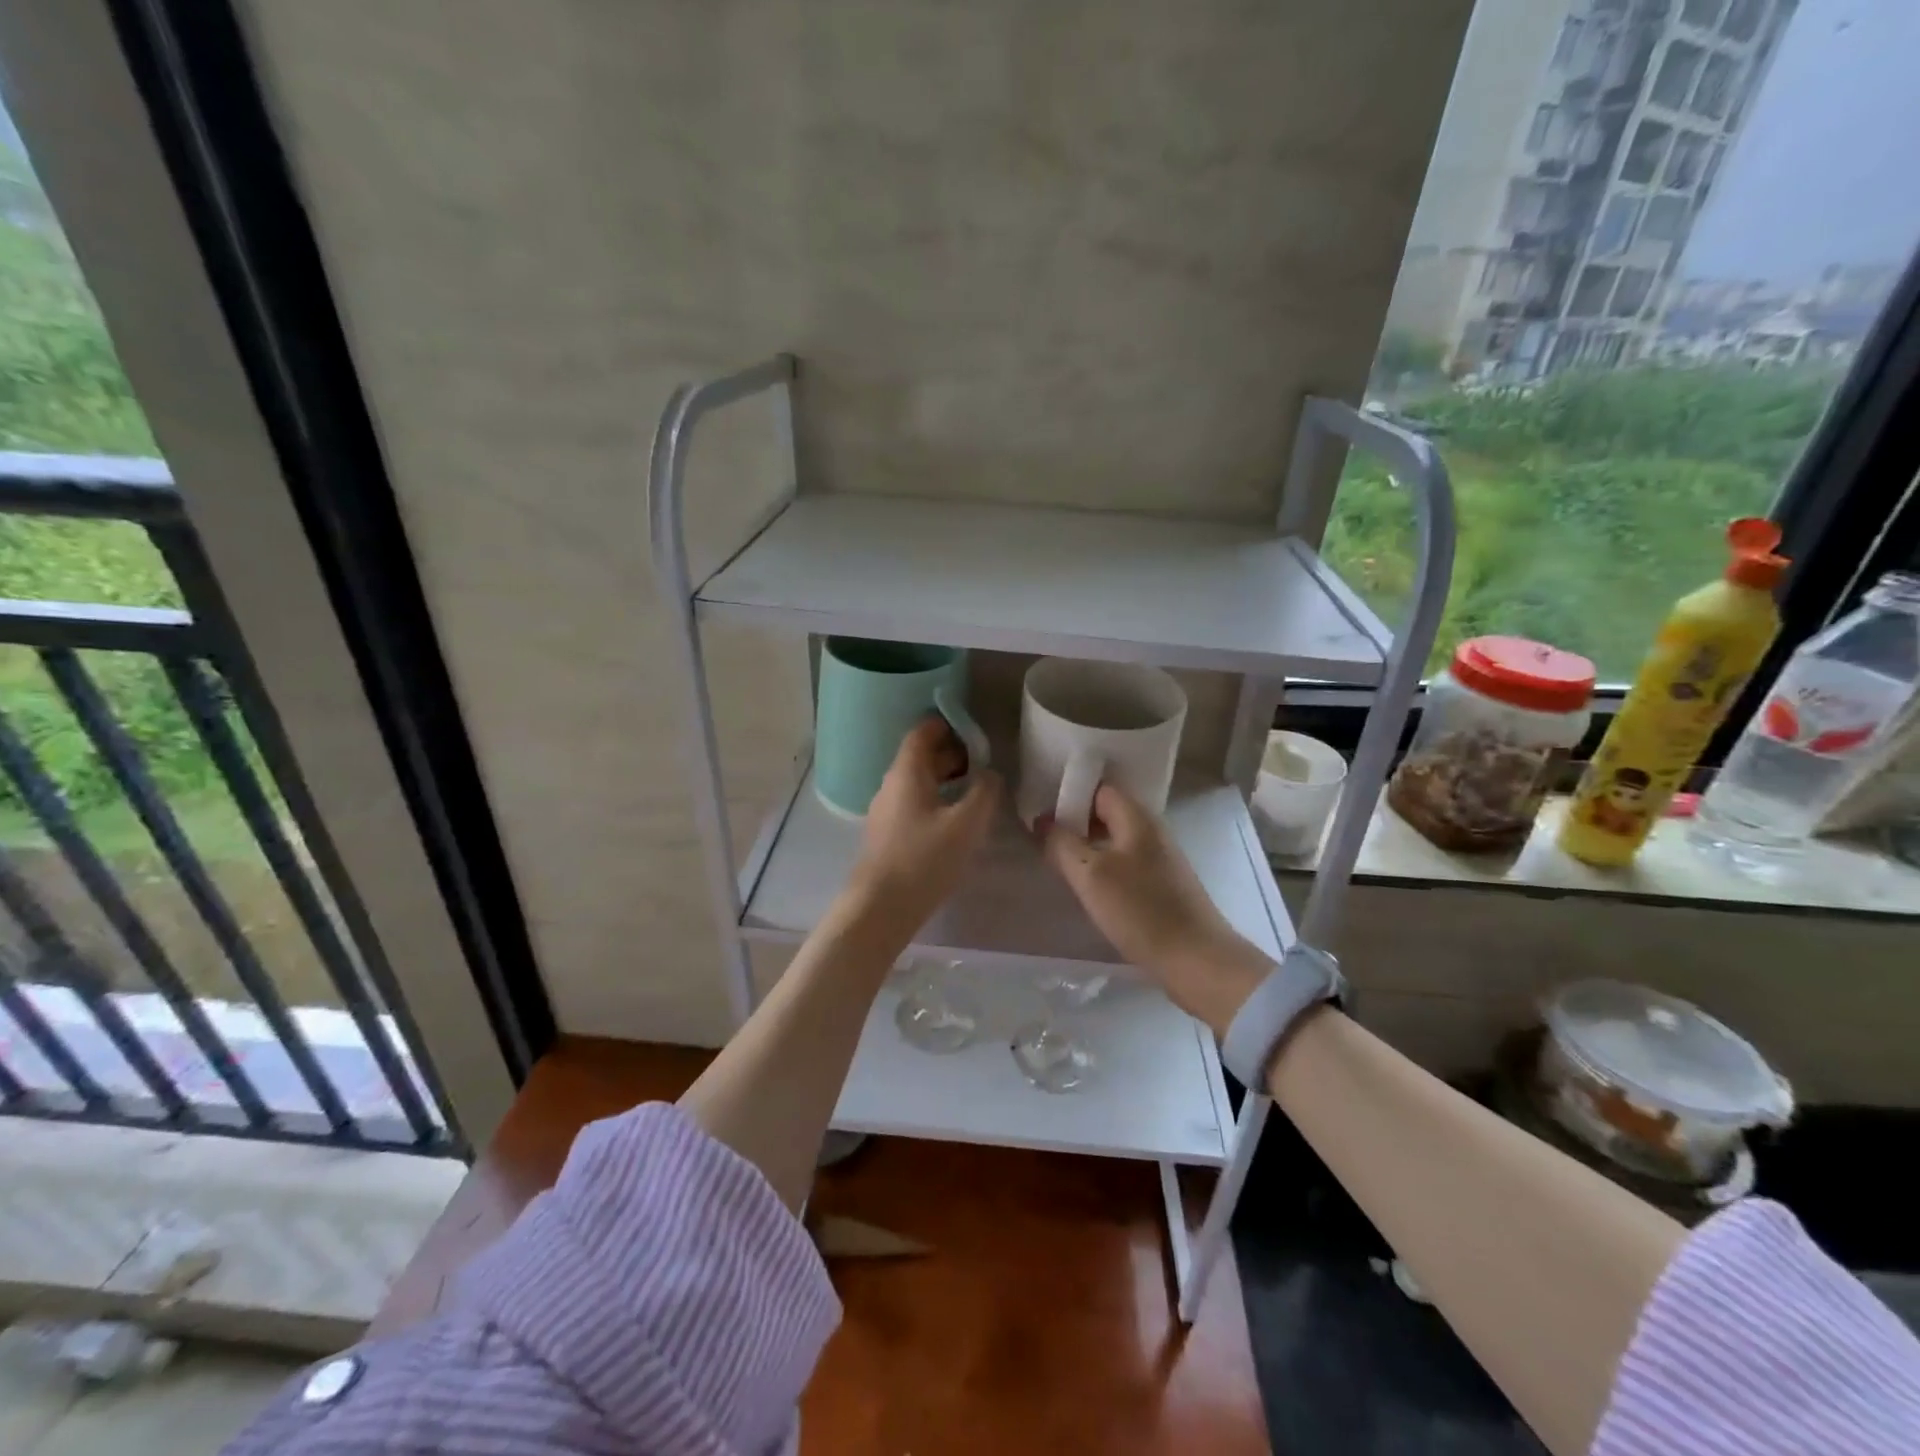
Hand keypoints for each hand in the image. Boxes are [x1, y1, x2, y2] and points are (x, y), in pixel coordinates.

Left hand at [845, 717, 1000, 935]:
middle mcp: (891, 785)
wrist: (881, 908)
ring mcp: (885, 811)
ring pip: (917, 783)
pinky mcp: (886, 835)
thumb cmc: (925, 859)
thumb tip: (990, 774)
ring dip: (945, 781)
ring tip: (974, 792)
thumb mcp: (966, 824)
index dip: (947, 725)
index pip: (922, 733)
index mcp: (906, 773)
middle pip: (920, 758)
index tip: (973, 730)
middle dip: (951, 755)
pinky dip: (935, 801)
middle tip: (982, 763)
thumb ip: (984, 792)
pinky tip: (954, 821)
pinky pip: (913, 805)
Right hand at [1040, 784, 1269, 1034]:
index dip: (1069, 794)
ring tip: (1058, 862)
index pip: (1099, 788)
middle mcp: (1152, 831)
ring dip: (1088, 848)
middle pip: (1107, 813)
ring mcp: (1160, 859)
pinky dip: (1104, 869)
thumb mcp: (1090, 875)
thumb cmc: (1141, 911)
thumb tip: (1042, 821)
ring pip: (1115, 841)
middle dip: (1075, 822)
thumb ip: (1061, 844)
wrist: (1196, 961)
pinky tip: (1088, 887)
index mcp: (1137, 818)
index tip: (1041, 811)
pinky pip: (1125, 864)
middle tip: (1043, 839)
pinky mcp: (1162, 886)